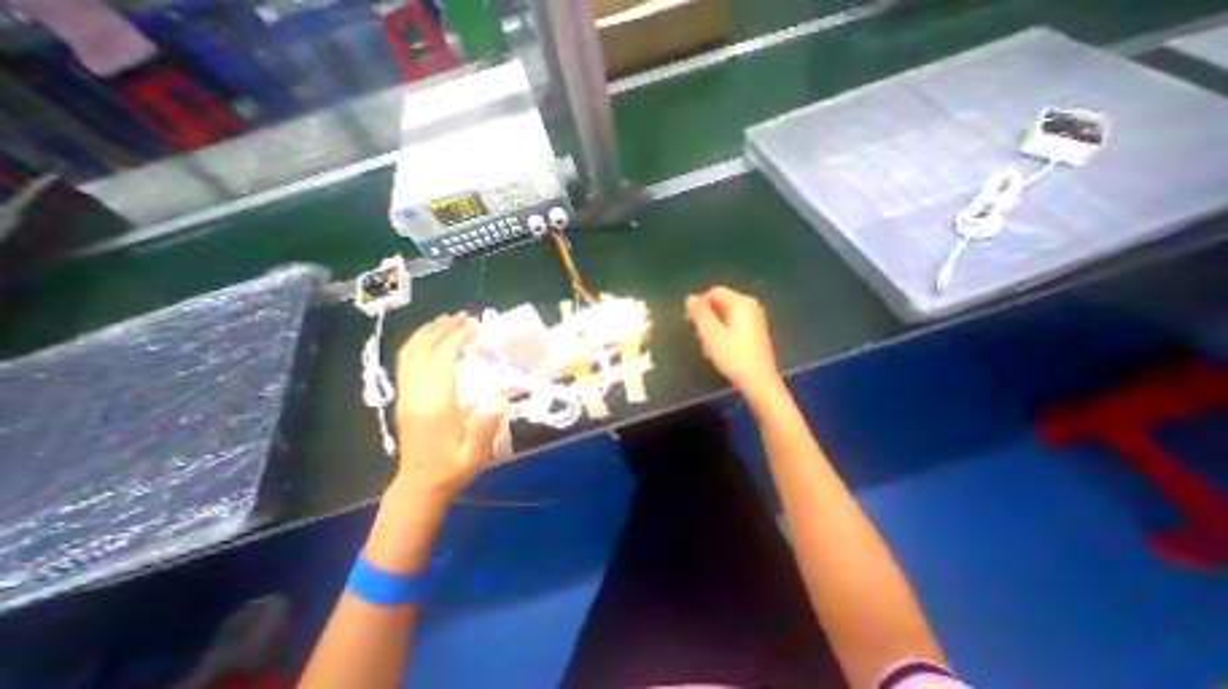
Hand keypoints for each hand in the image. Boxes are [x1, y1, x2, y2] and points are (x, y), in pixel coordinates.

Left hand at [395, 313, 505, 505]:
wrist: (419, 485)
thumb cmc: (452, 469)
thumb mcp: (474, 456)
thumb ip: (485, 429)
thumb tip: (500, 401)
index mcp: (435, 406)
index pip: (442, 360)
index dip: (458, 339)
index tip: (476, 326)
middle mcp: (416, 395)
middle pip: (425, 350)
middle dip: (445, 329)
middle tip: (467, 317)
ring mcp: (405, 395)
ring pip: (410, 353)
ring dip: (429, 332)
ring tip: (448, 319)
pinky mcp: (403, 397)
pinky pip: (405, 362)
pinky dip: (417, 343)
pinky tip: (431, 338)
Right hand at [686, 287, 779, 400]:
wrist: (759, 382)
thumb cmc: (733, 356)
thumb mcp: (711, 334)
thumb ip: (700, 313)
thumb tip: (690, 298)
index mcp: (741, 303)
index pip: (715, 292)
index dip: (699, 303)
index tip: (688, 321)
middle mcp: (751, 307)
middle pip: (721, 303)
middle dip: (705, 316)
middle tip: (696, 334)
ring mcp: (755, 320)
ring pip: (726, 315)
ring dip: (712, 326)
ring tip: (705, 344)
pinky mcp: (755, 333)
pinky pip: (733, 325)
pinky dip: (722, 332)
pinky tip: (717, 349)